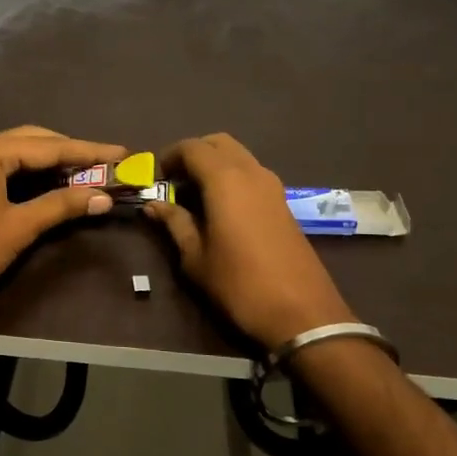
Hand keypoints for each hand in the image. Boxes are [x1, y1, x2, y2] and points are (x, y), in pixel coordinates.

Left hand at [0, 126, 125, 321]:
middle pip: (33, 141)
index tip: (122, 152)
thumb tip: (104, 196)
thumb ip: (62, 205)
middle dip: (71, 152)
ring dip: (51, 162)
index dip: (89, 151)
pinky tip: (51, 183)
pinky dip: (30, 174)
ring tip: (87, 173)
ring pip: (18, 153)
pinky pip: (4, 167)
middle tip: (107, 164)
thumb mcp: (20, 228)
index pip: (49, 146)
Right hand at [144, 133, 356, 350]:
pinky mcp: (283, 202)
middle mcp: (251, 172)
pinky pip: (252, 173)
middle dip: (194, 153)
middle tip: (176, 181)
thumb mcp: (196, 257)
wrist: (302, 312)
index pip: (192, 147)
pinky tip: (220, 208)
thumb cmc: (240, 284)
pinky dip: (232, 177)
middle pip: (219, 143)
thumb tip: (154, 204)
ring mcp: (272, 186)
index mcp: (225, 180)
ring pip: (238, 156)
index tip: (157, 177)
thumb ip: (175, 223)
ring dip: (215, 164)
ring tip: (195, 196)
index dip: (170, 156)